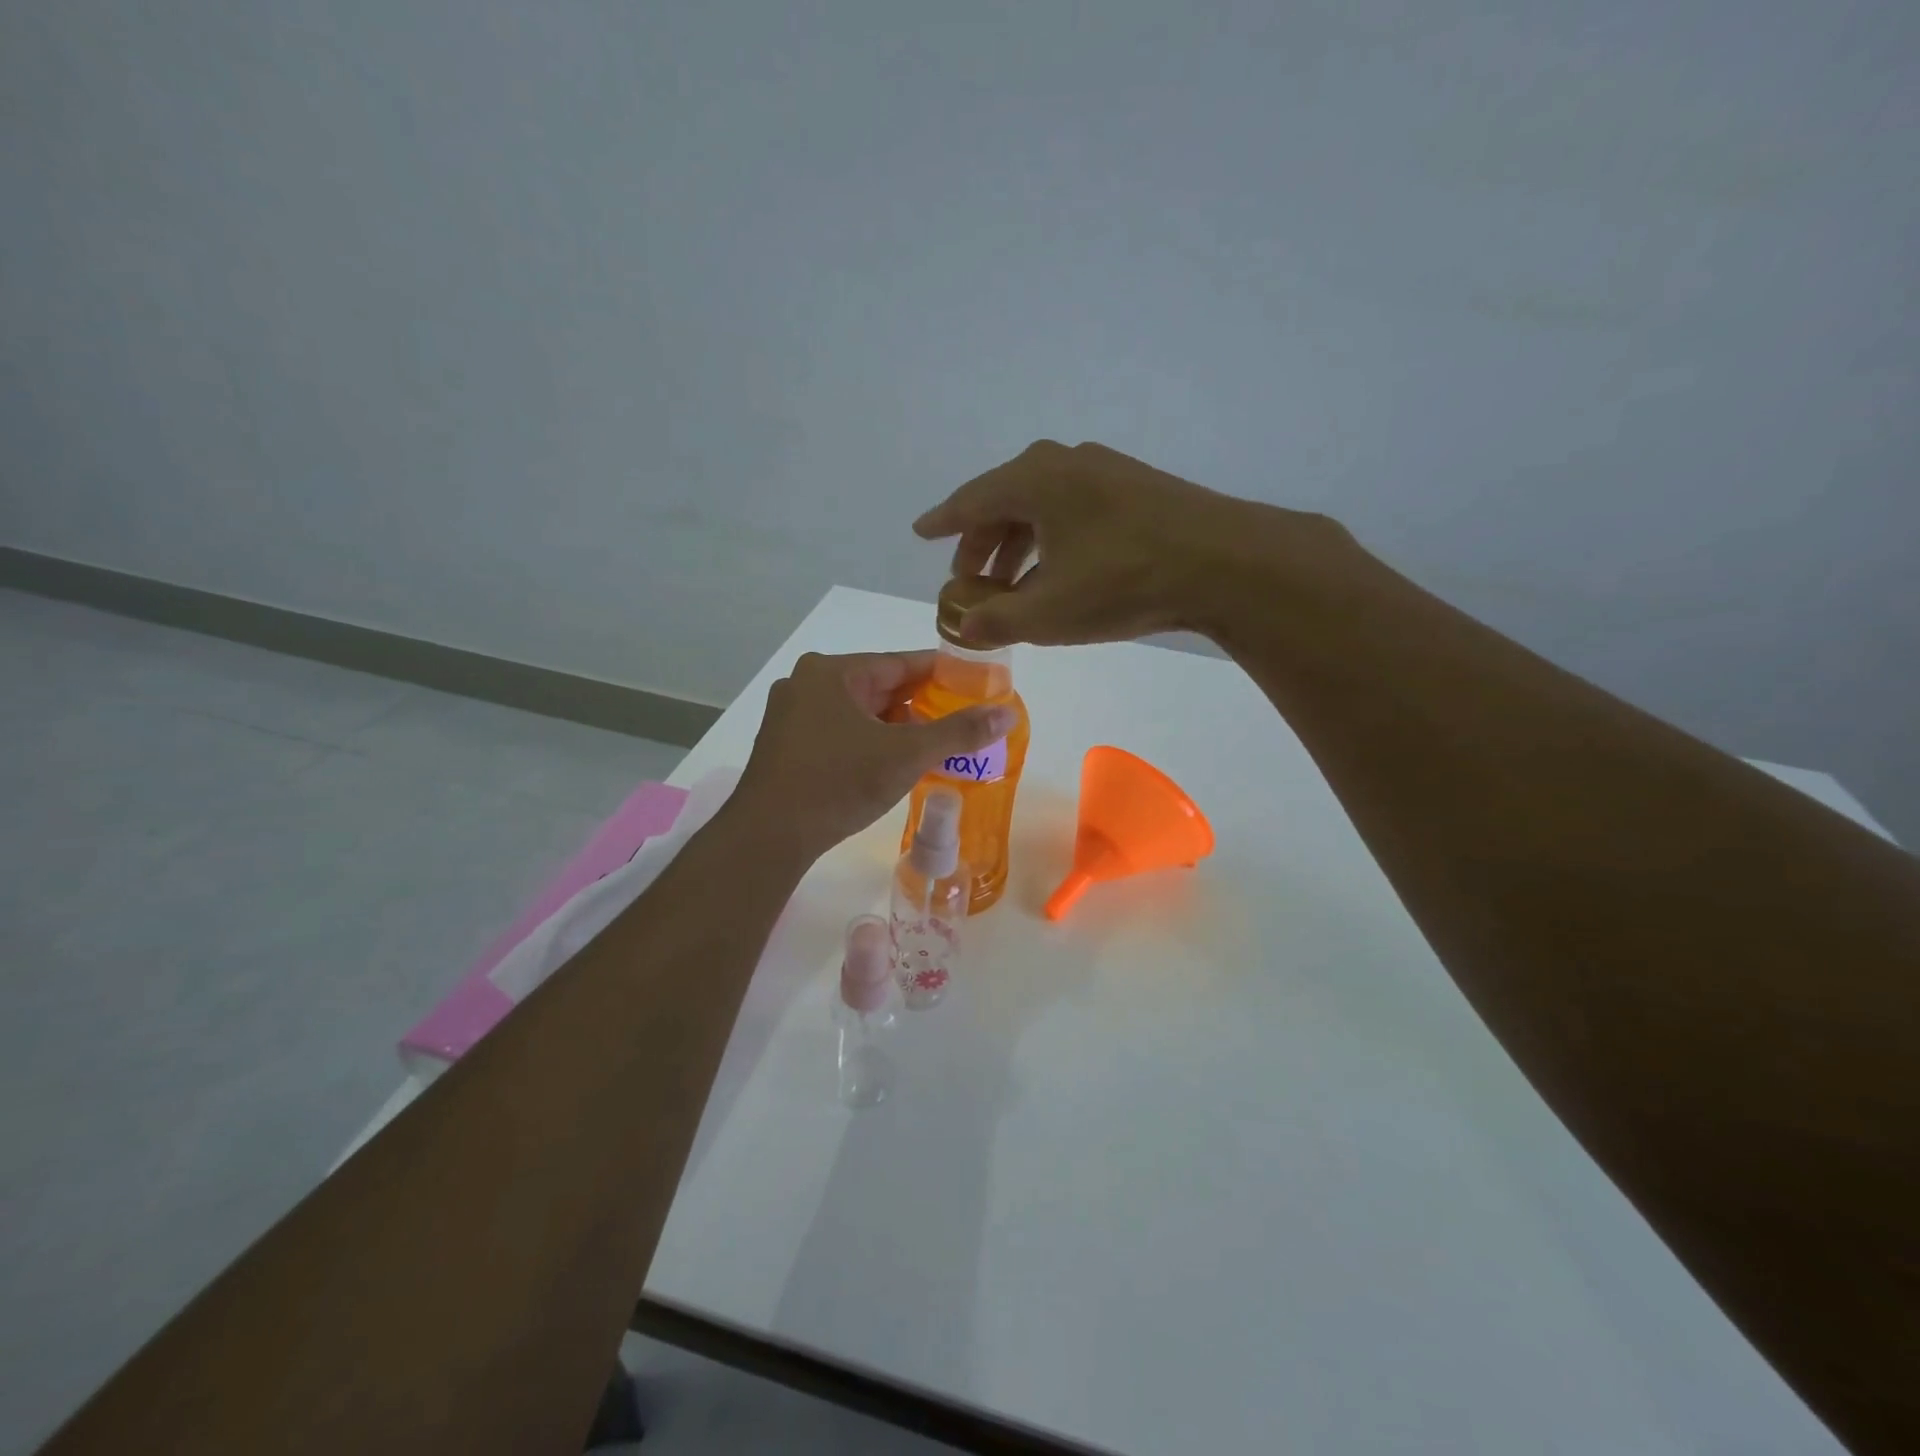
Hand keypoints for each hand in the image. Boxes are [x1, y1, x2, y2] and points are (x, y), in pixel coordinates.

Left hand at [735, 651, 1014, 860]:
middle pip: (879, 686)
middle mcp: (807, 683)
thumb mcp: (906, 756)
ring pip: (859, 712)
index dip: (942, 673)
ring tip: (932, 747)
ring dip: (894, 728)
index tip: (976, 684)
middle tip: (959, 722)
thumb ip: (958, 732)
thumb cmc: (838, 783)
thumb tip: (1008, 714)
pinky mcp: (785, 745)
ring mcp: (791, 715)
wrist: (768, 836)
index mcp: (833, 672)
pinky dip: (868, 742)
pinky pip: (839, 732)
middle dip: (920, 705)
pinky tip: (890, 764)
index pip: (901, 662)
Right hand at [914, 440, 1358, 647]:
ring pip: (1041, 507)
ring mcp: (1103, 470)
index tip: (922, 532)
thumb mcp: (1048, 613)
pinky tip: (1057, 572)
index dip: (943, 523)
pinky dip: (1051, 540)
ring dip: (1018, 546)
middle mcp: (1063, 463)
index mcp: (1032, 481)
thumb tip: (962, 627)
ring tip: (1011, 588)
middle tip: (970, 582)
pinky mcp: (1134, 487)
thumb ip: (995, 622)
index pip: (970, 501)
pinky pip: (1072, 510)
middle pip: (1004, 502)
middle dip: (982, 544)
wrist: (1225, 562)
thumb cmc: (1123, 582)